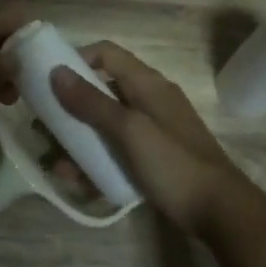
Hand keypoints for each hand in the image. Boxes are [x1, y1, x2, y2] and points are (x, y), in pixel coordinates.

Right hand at [49, 41, 257, 236]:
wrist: (221, 212)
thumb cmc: (174, 163)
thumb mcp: (129, 130)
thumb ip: (92, 102)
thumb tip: (56, 71)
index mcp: (147, 84)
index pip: (107, 53)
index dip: (77, 59)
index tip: (50, 80)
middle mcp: (149, 100)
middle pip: (103, 90)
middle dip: (71, 107)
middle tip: (44, 125)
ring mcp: (153, 130)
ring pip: (107, 124)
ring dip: (79, 140)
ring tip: (55, 163)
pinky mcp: (154, 157)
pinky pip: (117, 150)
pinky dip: (97, 160)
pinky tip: (78, 181)